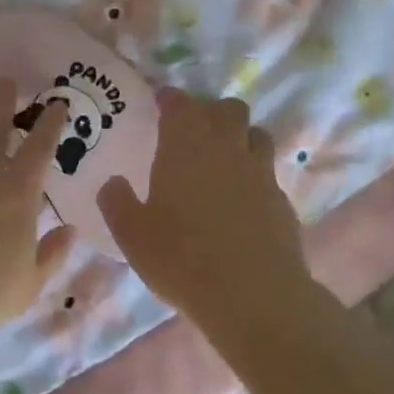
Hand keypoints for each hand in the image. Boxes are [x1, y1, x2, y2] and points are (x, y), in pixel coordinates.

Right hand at [98, 89, 316, 338]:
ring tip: (221, 158)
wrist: (252, 295)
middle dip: (210, 111)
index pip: (181, 105)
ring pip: (256, 135)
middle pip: (228, 109)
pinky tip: (240, 200)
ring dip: (238, 136)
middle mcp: (227, 149)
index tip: (162, 101)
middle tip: (192, 130)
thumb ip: (117, 203)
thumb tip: (113, 183)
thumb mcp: (132, 235)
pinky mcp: (281, 201)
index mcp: (186, 148)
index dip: (171, 99)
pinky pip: (267, 173)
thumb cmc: (181, 258)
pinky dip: (252, 174)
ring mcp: (260, 174)